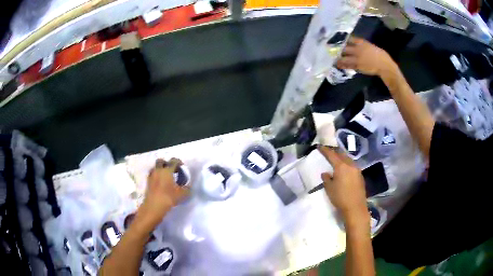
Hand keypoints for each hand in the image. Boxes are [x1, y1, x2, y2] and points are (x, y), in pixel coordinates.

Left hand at [139, 158, 189, 226]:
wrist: (154, 206)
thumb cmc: (168, 198)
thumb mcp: (182, 194)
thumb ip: (187, 189)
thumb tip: (189, 186)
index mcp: (167, 170)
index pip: (173, 161)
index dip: (179, 162)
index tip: (182, 167)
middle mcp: (158, 170)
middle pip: (161, 161)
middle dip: (166, 163)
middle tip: (172, 170)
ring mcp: (152, 176)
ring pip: (155, 167)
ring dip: (160, 169)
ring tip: (165, 176)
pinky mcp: (147, 182)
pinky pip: (152, 174)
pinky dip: (156, 176)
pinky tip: (160, 182)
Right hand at [318, 146, 367, 223]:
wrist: (355, 207)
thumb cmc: (340, 198)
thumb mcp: (329, 188)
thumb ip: (326, 178)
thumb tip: (326, 173)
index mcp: (341, 166)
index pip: (331, 155)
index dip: (325, 150)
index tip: (319, 146)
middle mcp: (350, 165)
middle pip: (342, 154)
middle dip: (334, 152)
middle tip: (328, 151)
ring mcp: (357, 170)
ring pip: (348, 159)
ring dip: (342, 157)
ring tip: (336, 159)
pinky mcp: (360, 176)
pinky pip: (352, 165)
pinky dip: (347, 164)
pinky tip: (344, 169)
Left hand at [337, 37, 396, 76]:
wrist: (384, 65)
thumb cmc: (378, 54)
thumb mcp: (369, 45)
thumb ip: (360, 44)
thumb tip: (351, 42)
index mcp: (361, 42)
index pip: (349, 39)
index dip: (341, 39)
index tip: (335, 39)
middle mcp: (358, 49)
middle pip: (344, 47)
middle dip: (337, 48)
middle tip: (330, 49)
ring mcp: (357, 58)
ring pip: (344, 57)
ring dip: (337, 57)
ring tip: (332, 58)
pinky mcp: (358, 66)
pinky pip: (348, 65)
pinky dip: (342, 65)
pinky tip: (337, 64)